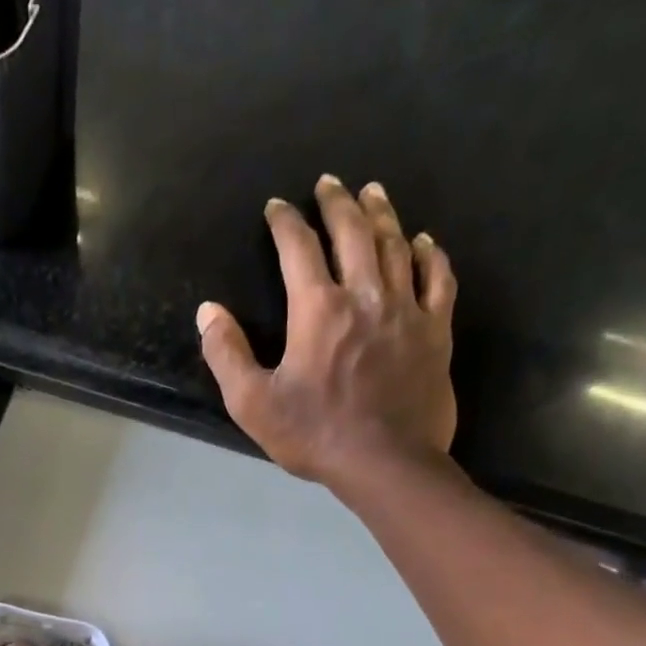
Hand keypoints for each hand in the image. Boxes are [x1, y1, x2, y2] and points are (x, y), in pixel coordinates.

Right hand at [197, 176, 457, 489]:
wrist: (386, 463)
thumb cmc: (314, 434)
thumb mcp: (253, 402)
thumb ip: (226, 354)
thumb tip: (208, 311)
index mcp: (317, 310)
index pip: (297, 250)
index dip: (285, 223)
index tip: (277, 207)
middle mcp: (364, 296)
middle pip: (353, 233)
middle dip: (337, 203)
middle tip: (329, 182)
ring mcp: (406, 310)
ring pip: (395, 246)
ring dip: (381, 215)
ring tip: (373, 193)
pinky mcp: (435, 332)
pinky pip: (437, 280)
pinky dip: (429, 255)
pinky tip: (424, 242)